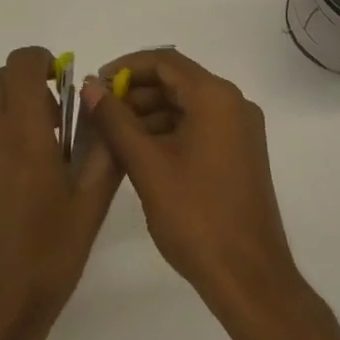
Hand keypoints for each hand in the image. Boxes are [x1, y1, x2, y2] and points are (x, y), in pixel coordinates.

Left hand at [0, 47, 121, 339]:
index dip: (43, 62)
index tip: (62, 84)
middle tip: (59, 132)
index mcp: (18, 131)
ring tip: (40, 178)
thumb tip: (103, 105)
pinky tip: (11, 204)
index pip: (22, 63)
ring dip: (15, 125)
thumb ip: (102, 147)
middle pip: (3, 85)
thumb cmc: (43, 262)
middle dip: (32, 93)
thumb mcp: (88, 207)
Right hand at [81, 49, 304, 326]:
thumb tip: (90, 86)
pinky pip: (197, 127)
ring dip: (148, 114)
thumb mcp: (146, 164)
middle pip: (176, 81)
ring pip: (185, 106)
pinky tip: (138, 153)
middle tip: (98, 111)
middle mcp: (233, 104)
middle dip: (135, 93)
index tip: (97, 84)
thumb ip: (115, 120)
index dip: (127, 67)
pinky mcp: (239, 155)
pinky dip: (167, 133)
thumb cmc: (195, 215)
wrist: (248, 277)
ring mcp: (239, 131)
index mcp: (216, 97)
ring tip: (111, 135)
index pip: (165, 61)